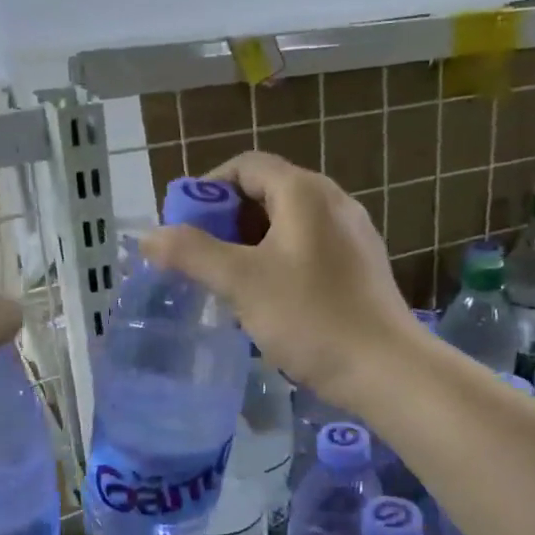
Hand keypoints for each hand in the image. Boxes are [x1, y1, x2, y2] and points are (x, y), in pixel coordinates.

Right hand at [139, 152, 414, 404]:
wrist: (386, 368)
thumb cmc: (311, 317)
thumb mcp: (242, 283)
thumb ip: (192, 254)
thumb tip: (149, 236)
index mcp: (305, 191)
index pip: (246, 166)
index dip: (208, 189)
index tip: (184, 226)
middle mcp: (333, 201)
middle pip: (267, 193)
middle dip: (227, 221)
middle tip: (200, 259)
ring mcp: (352, 234)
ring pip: (288, 224)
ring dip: (251, 245)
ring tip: (227, 282)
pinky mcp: (360, 266)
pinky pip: (308, 249)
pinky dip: (279, 261)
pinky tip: (267, 299)